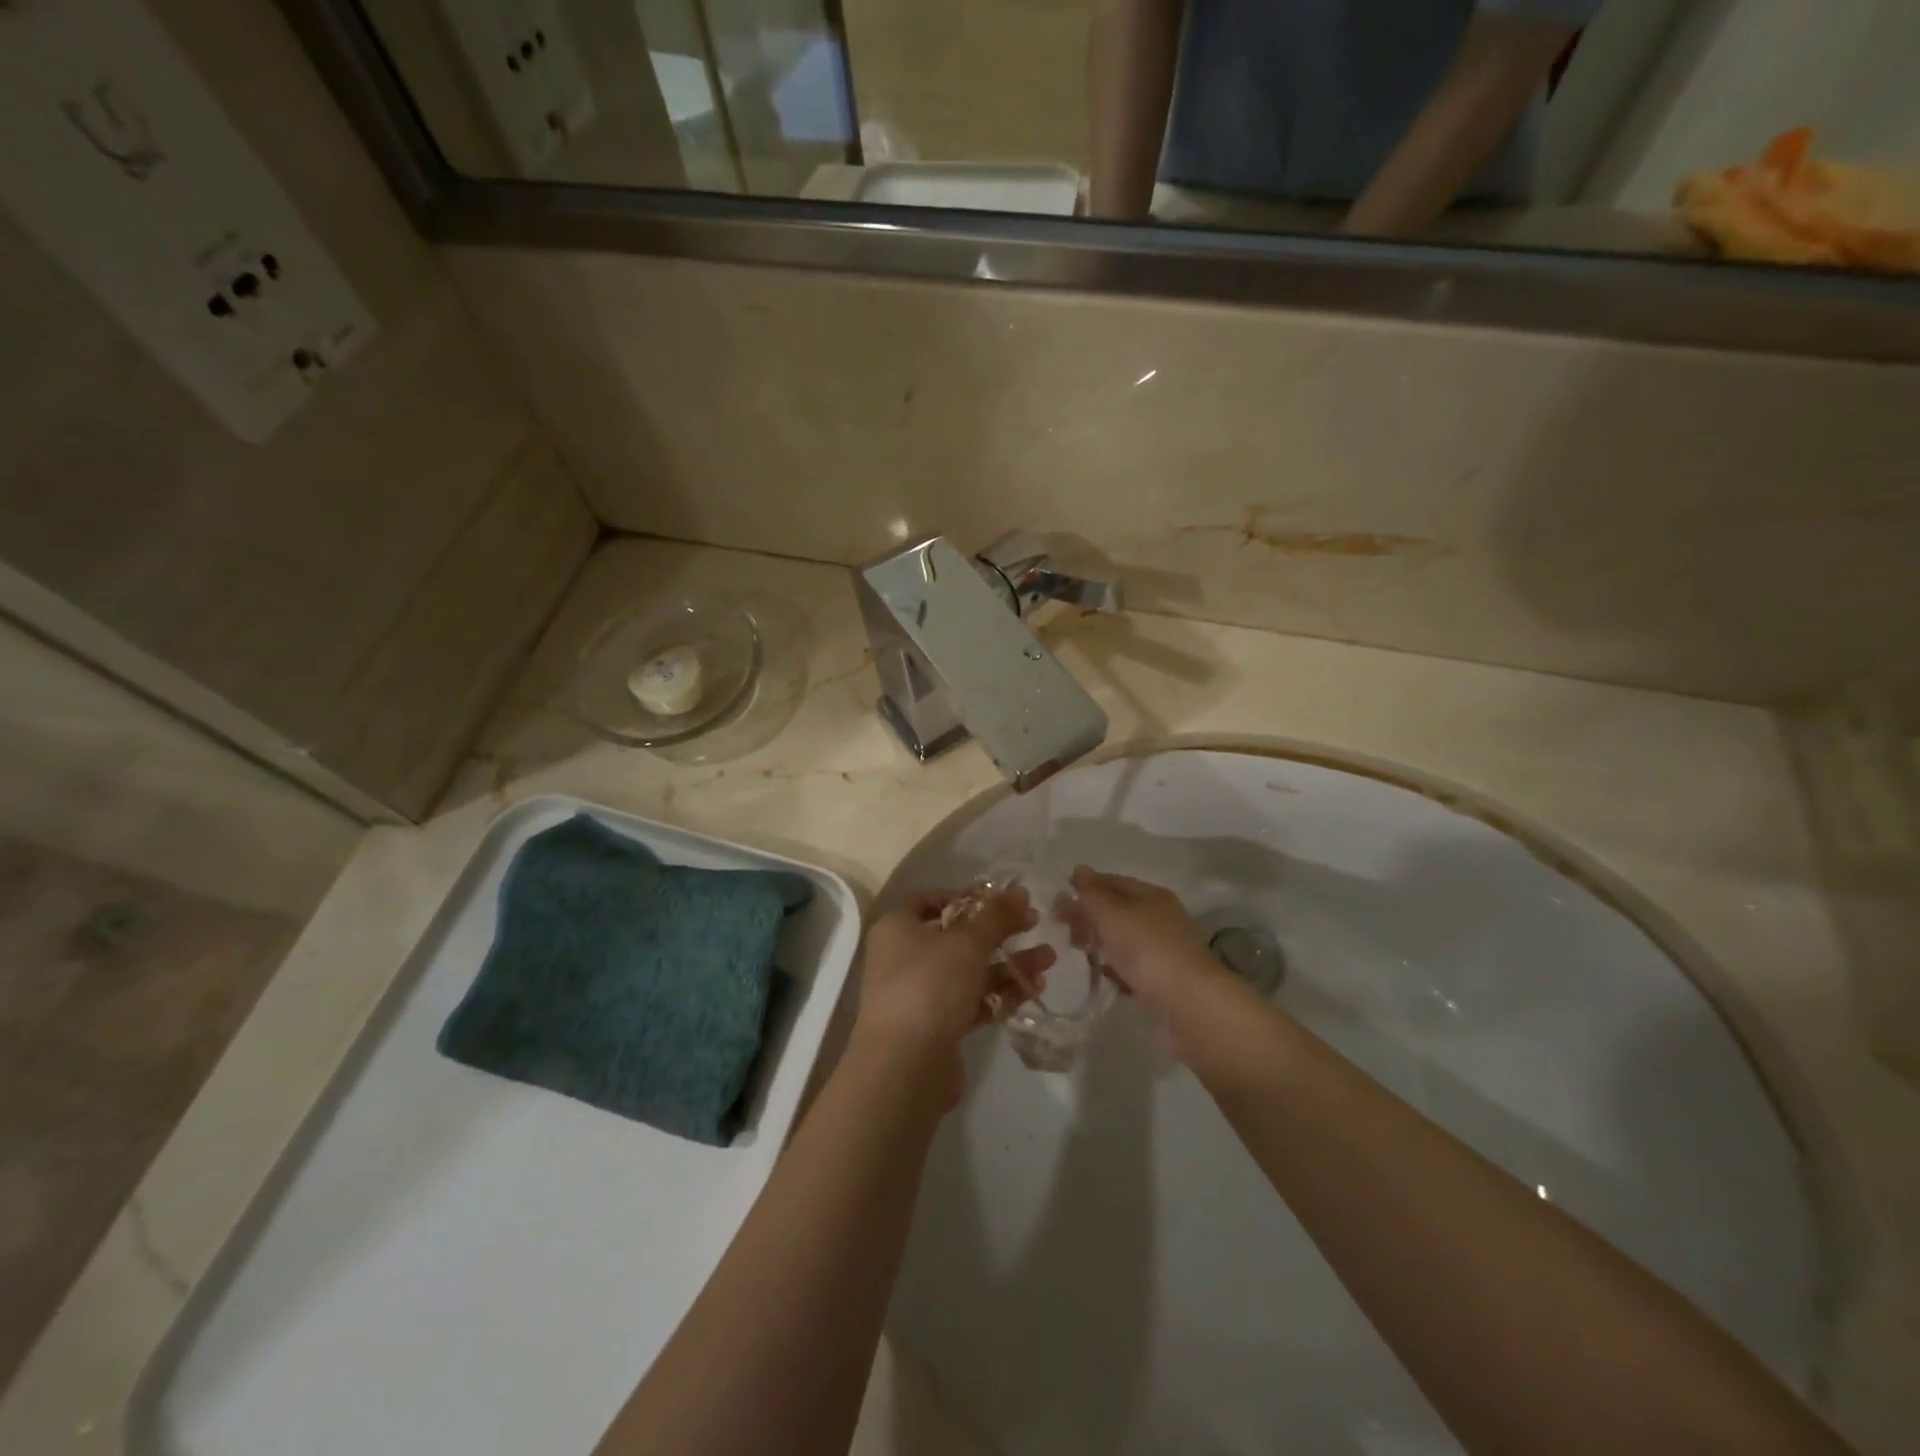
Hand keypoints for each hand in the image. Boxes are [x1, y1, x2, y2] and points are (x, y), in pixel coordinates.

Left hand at [853, 886, 1055, 1100]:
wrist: (905, 1067)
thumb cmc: (929, 986)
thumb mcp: (967, 943)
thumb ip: (996, 916)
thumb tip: (1019, 890)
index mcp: (898, 927)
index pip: (931, 899)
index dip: (967, 896)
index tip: (1002, 901)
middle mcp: (904, 956)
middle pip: (956, 935)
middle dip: (998, 932)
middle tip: (1035, 925)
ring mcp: (920, 993)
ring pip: (968, 970)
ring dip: (1007, 963)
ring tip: (1048, 959)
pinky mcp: (936, 1026)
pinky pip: (971, 1001)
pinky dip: (999, 994)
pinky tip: (1032, 989)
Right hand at [1060, 867, 1230, 1023]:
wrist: (1188, 1004)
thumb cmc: (1146, 949)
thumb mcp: (1112, 914)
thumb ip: (1092, 893)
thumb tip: (1080, 869)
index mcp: (1151, 895)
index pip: (1112, 881)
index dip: (1085, 886)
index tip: (1057, 898)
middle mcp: (1159, 918)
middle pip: (1116, 910)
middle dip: (1088, 915)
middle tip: (1061, 927)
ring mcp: (1162, 950)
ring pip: (1122, 939)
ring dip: (1099, 942)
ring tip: (1076, 950)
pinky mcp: (1161, 980)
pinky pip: (1131, 967)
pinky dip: (1115, 967)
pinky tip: (1102, 975)